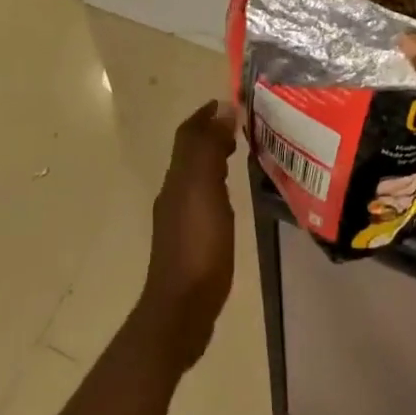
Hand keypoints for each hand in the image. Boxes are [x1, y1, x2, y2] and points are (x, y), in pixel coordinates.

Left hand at [135, 100, 237, 368]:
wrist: (181, 310)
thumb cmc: (198, 246)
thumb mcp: (205, 190)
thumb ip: (210, 148)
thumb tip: (221, 107)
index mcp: (178, 177)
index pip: (188, 134)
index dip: (206, 115)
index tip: (231, 103)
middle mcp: (174, 193)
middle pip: (190, 152)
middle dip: (212, 134)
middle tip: (241, 127)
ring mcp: (178, 219)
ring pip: (195, 175)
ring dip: (214, 158)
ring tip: (240, 154)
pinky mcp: (188, 242)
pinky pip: (201, 199)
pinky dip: (216, 185)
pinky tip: (231, 199)